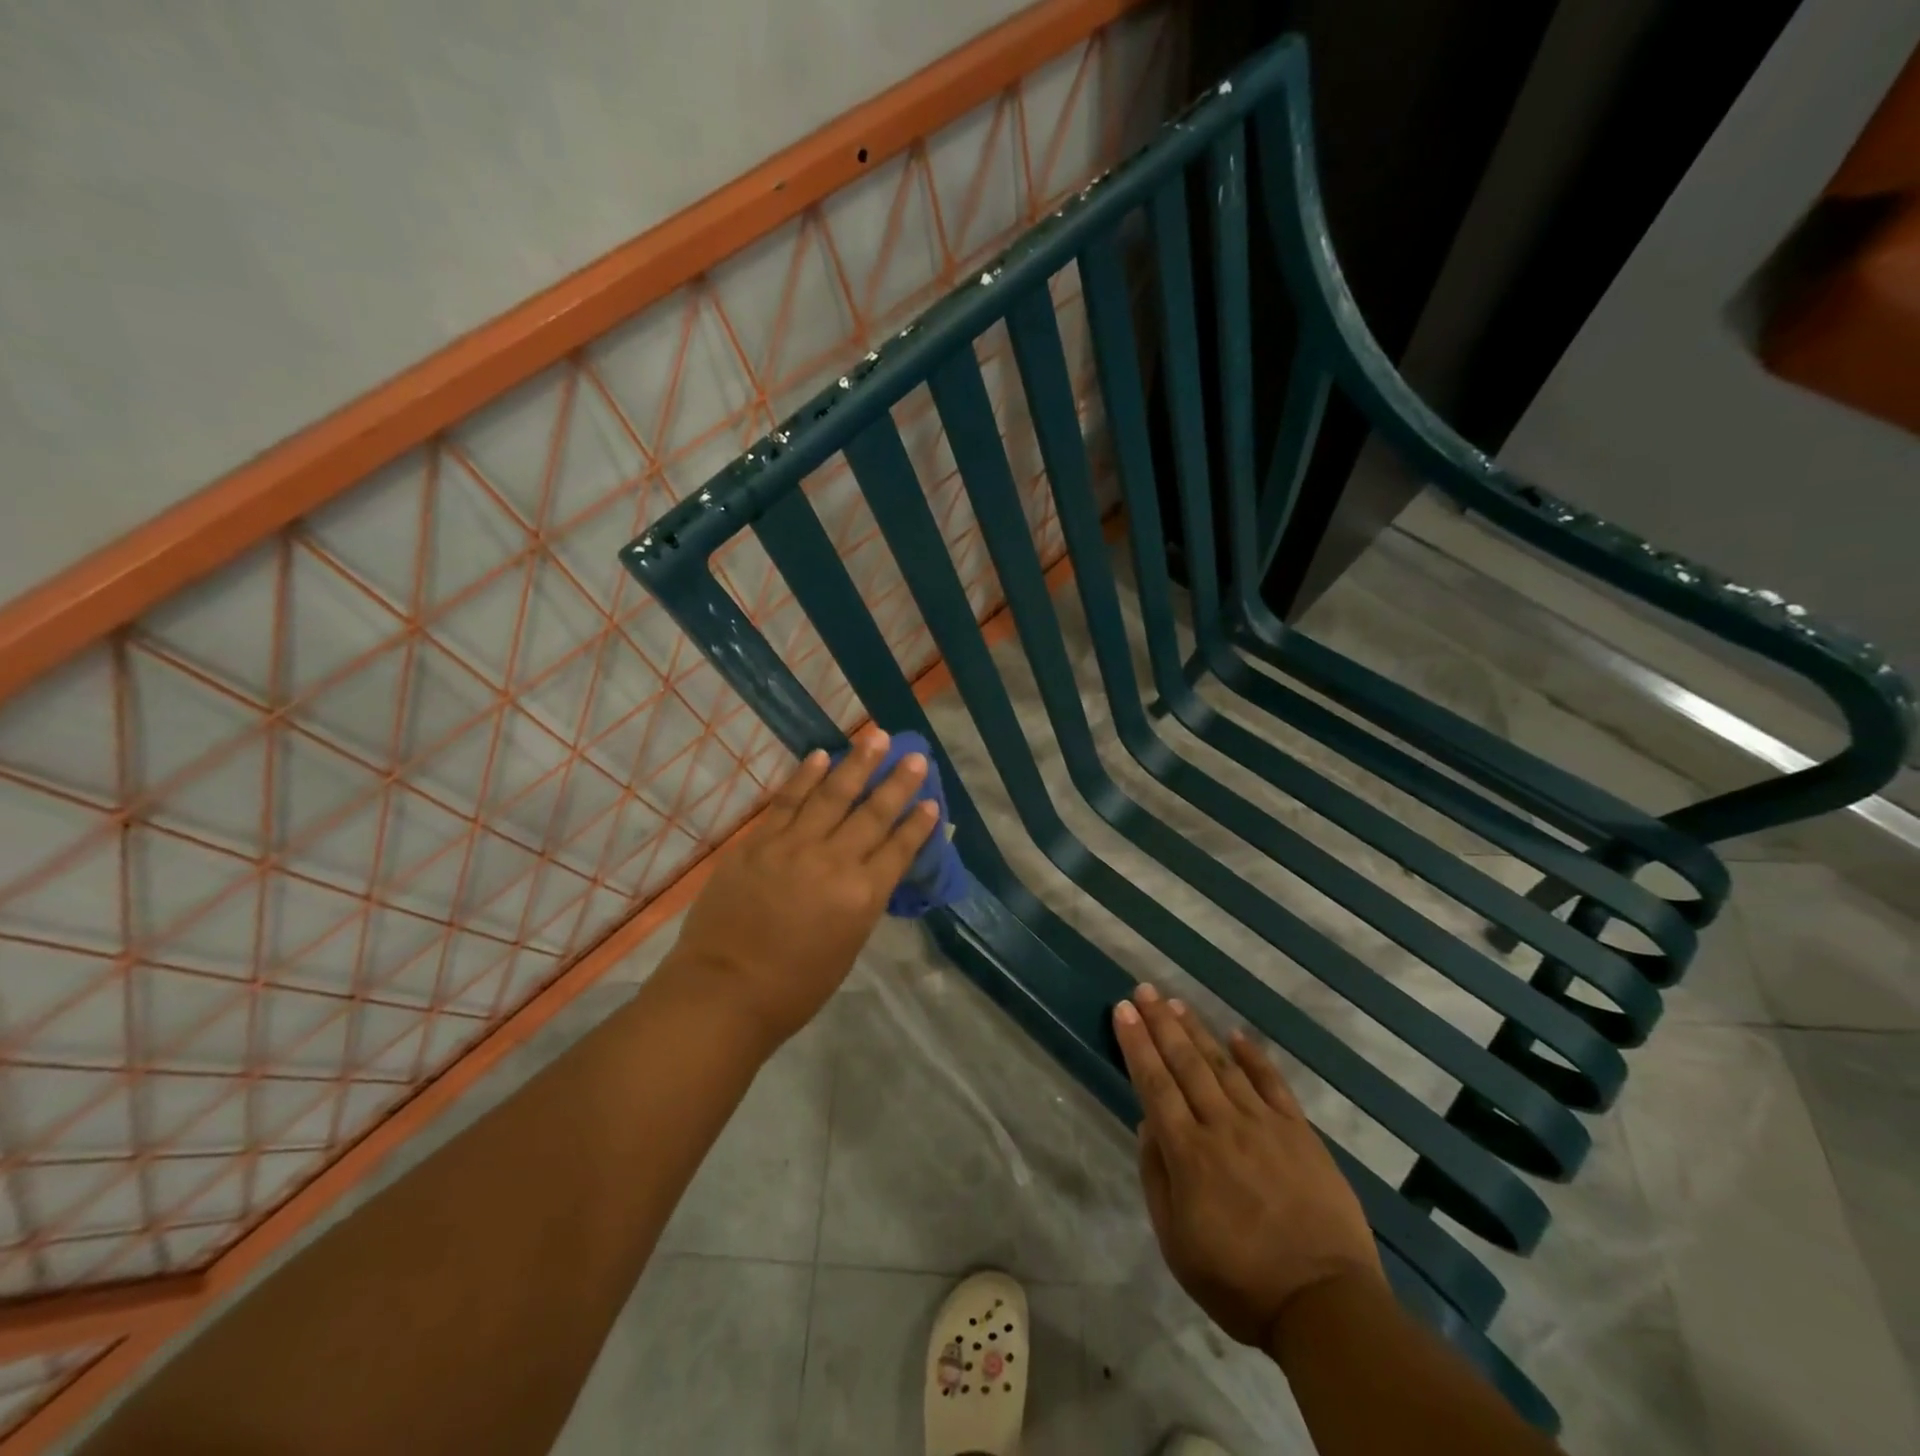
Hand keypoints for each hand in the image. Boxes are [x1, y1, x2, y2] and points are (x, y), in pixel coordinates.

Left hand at [665, 729, 938, 1049]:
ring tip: (876, 736)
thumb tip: (872, 870)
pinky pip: (787, 800)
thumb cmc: (794, 987)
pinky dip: (806, 775)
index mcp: (863, 896)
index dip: (917, 823)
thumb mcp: (847, 947)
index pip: (899, 848)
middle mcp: (835, 862)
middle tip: (914, 754)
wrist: (724, 991)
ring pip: (832, 794)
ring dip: (857, 763)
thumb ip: (862, 902)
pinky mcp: (758, 842)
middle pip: (873, 813)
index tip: (931, 799)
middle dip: (897, 782)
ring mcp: (794, 846)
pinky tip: (821, 755)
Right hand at [1113, 985, 1384, 1347]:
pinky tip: (1236, 1035)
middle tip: (1144, 990)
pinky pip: (1273, 1083)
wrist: (1326, 1306)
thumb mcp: (1177, 1243)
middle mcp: (1222, 1126)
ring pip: (1223, 1065)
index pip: (1154, 1084)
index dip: (1137, 1044)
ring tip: (1177, 1002)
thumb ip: (1157, 1179)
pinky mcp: (1300, 1133)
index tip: (1123, 1010)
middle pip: (1185, 1063)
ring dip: (1197, 1030)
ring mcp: (1265, 1125)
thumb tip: (1148, 1125)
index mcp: (1188, 1153)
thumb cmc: (1240, 1282)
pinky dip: (1253, 1056)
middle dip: (1161, 1023)